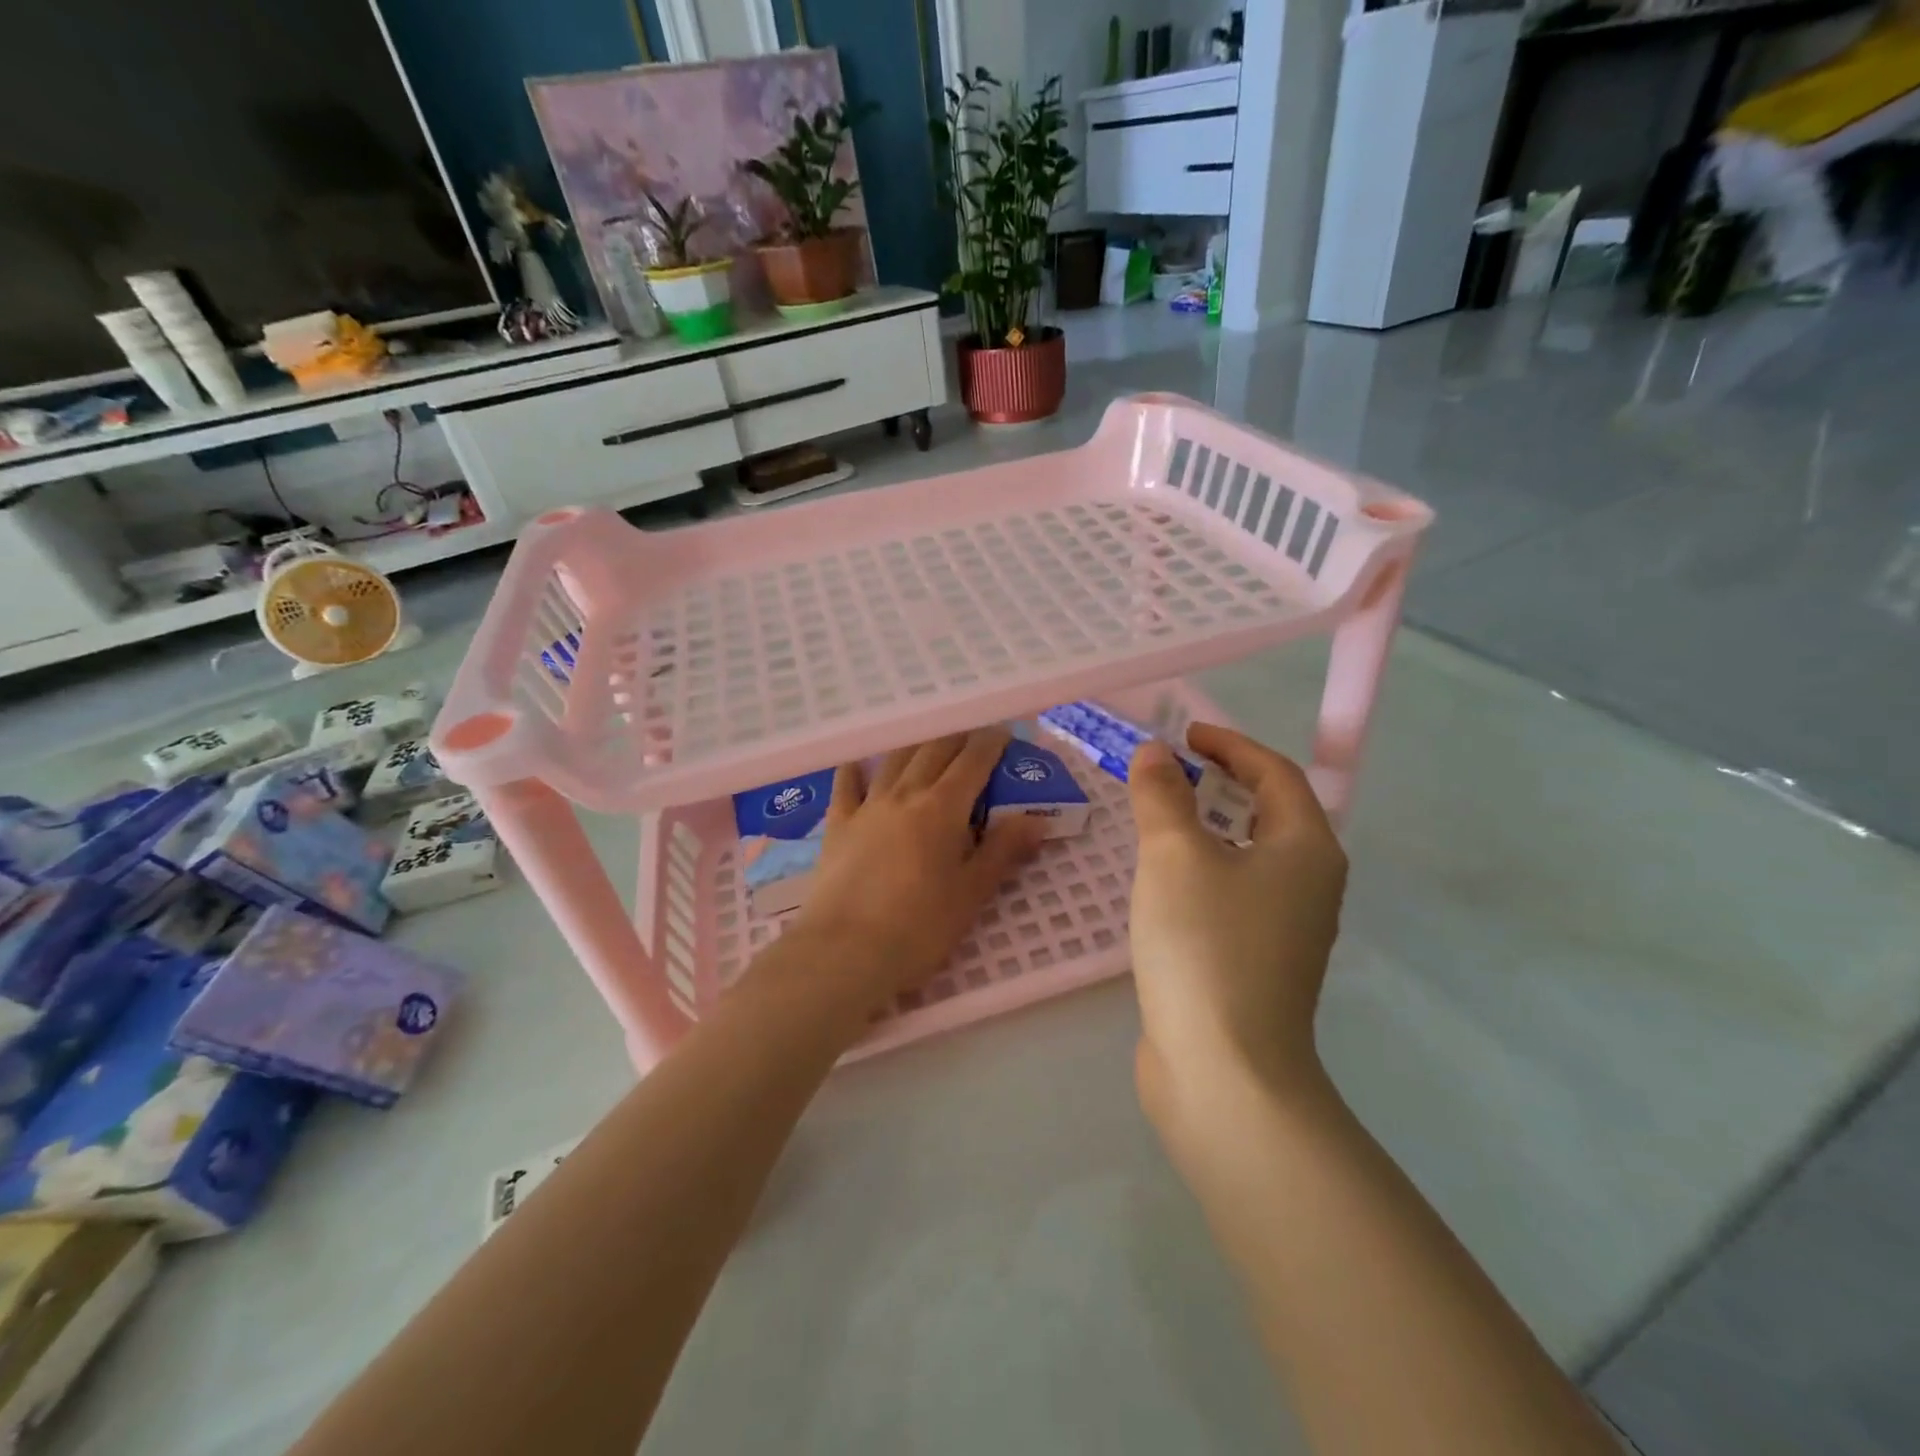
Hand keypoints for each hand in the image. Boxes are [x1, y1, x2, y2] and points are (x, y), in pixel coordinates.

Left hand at [786, 727, 1047, 1015]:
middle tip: (972, 736)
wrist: (844, 951)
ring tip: (928, 742)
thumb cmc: (919, 928)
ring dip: (915, 746)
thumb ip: (1003, 851)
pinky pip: (846, 786)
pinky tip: (858, 764)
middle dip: (956, 738)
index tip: (1002, 732)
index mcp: (942, 808)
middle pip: (933, 751)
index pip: (972, 761)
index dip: (990, 743)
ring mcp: (867, 807)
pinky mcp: (837, 825)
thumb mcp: (971, 894)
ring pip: (894, 761)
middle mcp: (905, 795)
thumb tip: (1036, 819)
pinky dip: (856, 770)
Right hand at [1126, 725, 1347, 1135]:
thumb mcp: (1175, 855)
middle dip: (1219, 783)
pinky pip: (1232, 892)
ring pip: (1248, 855)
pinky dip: (1203, 868)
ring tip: (1159, 818)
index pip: (1276, 774)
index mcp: (1306, 849)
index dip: (1230, 745)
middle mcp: (1309, 884)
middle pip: (1268, 812)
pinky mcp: (1257, 962)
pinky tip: (1164, 881)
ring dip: (1208, 826)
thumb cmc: (1206, 944)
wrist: (1224, 1071)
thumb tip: (1156, 754)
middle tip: (1168, 771)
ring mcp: (1286, 929)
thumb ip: (1163, 795)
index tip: (1184, 734)